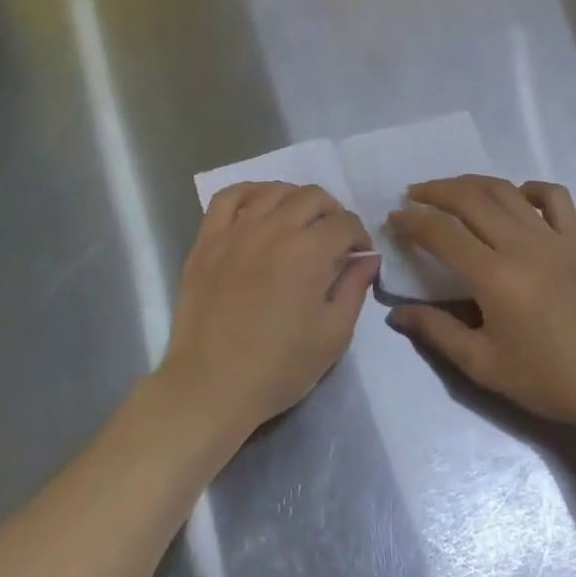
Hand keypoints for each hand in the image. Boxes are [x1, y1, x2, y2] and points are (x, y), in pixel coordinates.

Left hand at [159, 182, 378, 444]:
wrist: (211, 386)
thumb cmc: (279, 367)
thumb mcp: (333, 335)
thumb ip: (355, 288)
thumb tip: (368, 258)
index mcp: (310, 252)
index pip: (345, 222)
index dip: (359, 236)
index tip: (358, 256)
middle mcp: (274, 229)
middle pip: (312, 196)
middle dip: (332, 212)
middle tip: (333, 238)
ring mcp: (236, 231)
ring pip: (273, 191)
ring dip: (295, 199)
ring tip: (299, 221)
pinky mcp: (207, 240)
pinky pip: (228, 197)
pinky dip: (248, 192)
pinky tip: (259, 205)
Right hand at [386, 176, 575, 433]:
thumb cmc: (547, 379)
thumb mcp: (484, 365)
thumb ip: (437, 333)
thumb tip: (396, 314)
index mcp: (495, 276)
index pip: (442, 234)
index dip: (413, 222)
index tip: (393, 218)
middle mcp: (522, 245)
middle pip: (471, 199)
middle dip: (436, 191)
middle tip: (414, 195)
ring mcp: (554, 238)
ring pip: (506, 191)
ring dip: (472, 183)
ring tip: (451, 189)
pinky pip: (554, 198)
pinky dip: (530, 188)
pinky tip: (516, 197)